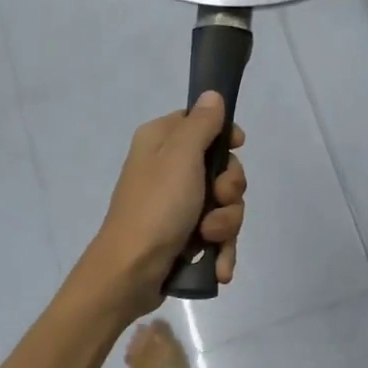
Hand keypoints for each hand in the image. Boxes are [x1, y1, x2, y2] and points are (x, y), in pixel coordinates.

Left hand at [83, 92, 246, 317]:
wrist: (130, 273)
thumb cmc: (156, 206)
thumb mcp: (181, 156)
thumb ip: (201, 123)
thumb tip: (212, 94)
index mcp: (161, 141)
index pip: (202, 122)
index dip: (224, 136)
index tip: (237, 147)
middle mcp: (168, 169)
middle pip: (222, 167)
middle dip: (229, 190)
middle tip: (217, 200)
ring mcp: (177, 205)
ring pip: (224, 204)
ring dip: (225, 224)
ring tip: (208, 239)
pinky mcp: (184, 237)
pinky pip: (217, 235)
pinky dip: (221, 250)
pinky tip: (219, 268)